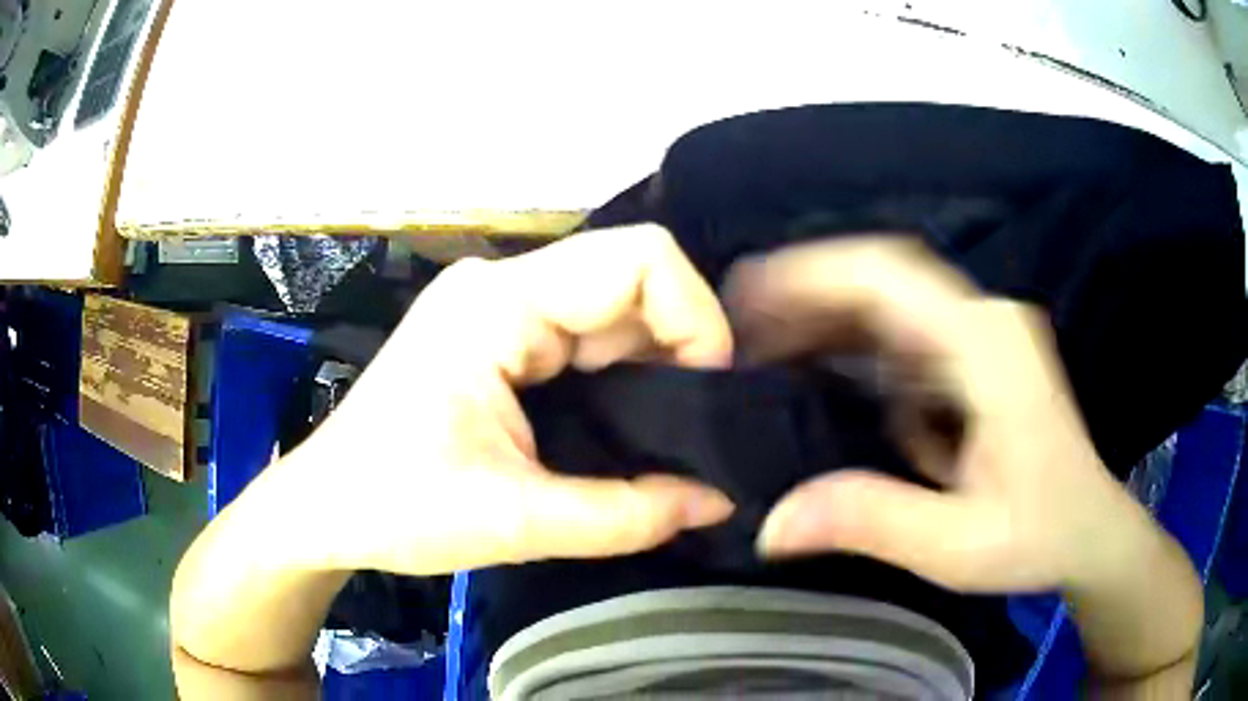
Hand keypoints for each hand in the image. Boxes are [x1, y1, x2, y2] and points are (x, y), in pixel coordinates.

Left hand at [287, 224, 735, 575]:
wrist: (323, 509)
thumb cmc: (392, 509)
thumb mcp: (514, 523)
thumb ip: (626, 515)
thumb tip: (719, 501)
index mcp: (497, 303)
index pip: (638, 258)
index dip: (696, 316)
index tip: (712, 394)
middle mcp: (502, 287)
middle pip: (631, 279)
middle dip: (682, 346)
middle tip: (702, 425)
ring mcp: (498, 309)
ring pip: (612, 309)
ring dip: (655, 365)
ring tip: (674, 433)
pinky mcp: (497, 339)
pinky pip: (586, 336)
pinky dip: (624, 376)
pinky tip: (634, 424)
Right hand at [727, 237, 1153, 593]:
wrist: (1089, 530)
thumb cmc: (1040, 534)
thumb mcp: (960, 544)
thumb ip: (874, 523)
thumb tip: (773, 522)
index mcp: (988, 346)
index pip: (890, 275)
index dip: (812, 274)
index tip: (747, 296)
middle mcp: (984, 321)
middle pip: (883, 277)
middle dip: (807, 296)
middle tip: (741, 333)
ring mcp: (980, 334)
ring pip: (890, 301)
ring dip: (827, 319)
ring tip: (766, 351)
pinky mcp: (973, 356)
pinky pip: (903, 332)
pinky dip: (854, 345)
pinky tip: (823, 376)